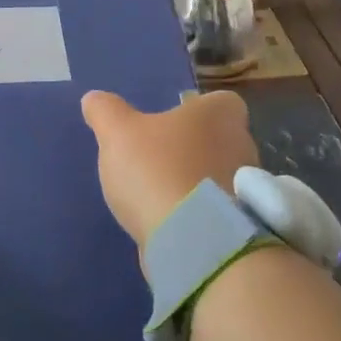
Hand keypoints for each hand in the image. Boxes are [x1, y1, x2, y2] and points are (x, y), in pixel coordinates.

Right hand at [80, 90, 258, 258]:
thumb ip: (105, 111)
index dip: (196, 109)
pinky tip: (168, 221)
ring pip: (218, 176)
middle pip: (219, 139)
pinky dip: (197, 213)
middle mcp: (243, 146)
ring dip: (194, 182)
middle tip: (157, 157)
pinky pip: (217, 211)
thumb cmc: (158, 170)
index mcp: (220, 115)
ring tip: (158, 194)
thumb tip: (94, 99)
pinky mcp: (240, 226)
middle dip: (193, 147)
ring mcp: (246, 190)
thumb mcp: (117, 133)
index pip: (220, 101)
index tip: (171, 122)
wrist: (192, 241)